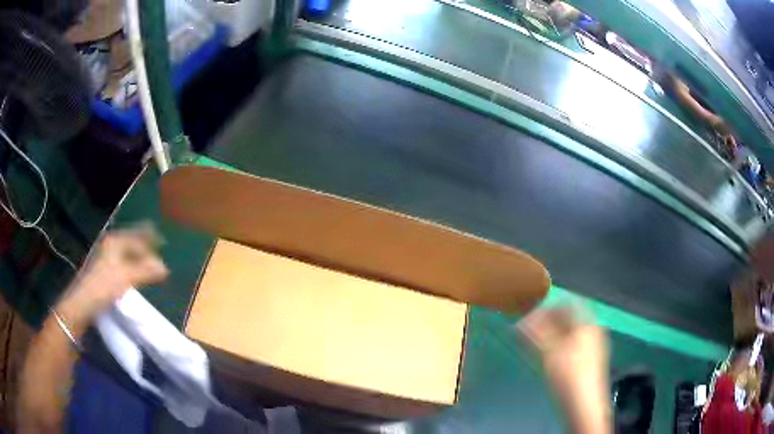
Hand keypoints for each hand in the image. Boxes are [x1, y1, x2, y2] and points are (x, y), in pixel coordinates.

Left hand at [56, 225, 168, 331]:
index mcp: (115, 241)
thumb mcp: (126, 277)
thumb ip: (146, 271)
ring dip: (139, 259)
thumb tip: (165, 267)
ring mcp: (106, 258)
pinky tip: (136, 277)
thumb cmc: (103, 286)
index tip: (164, 244)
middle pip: (132, 243)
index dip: (151, 239)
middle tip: (159, 257)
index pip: (137, 236)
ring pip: (127, 254)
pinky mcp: (104, 271)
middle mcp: (110, 245)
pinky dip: (132, 268)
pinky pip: (123, 264)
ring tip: (150, 268)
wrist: (82, 303)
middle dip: (145, 248)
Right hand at [520, 307, 606, 378]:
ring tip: (534, 345)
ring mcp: (592, 348)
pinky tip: (547, 358)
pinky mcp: (588, 363)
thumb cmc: (568, 375)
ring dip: (551, 335)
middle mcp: (592, 331)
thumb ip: (535, 333)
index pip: (569, 303)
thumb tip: (520, 321)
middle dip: (548, 322)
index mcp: (587, 324)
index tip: (532, 314)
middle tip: (529, 331)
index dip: (549, 305)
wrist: (583, 405)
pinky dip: (558, 347)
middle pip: (569, 319)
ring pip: (569, 334)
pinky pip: (572, 347)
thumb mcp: (549, 352)